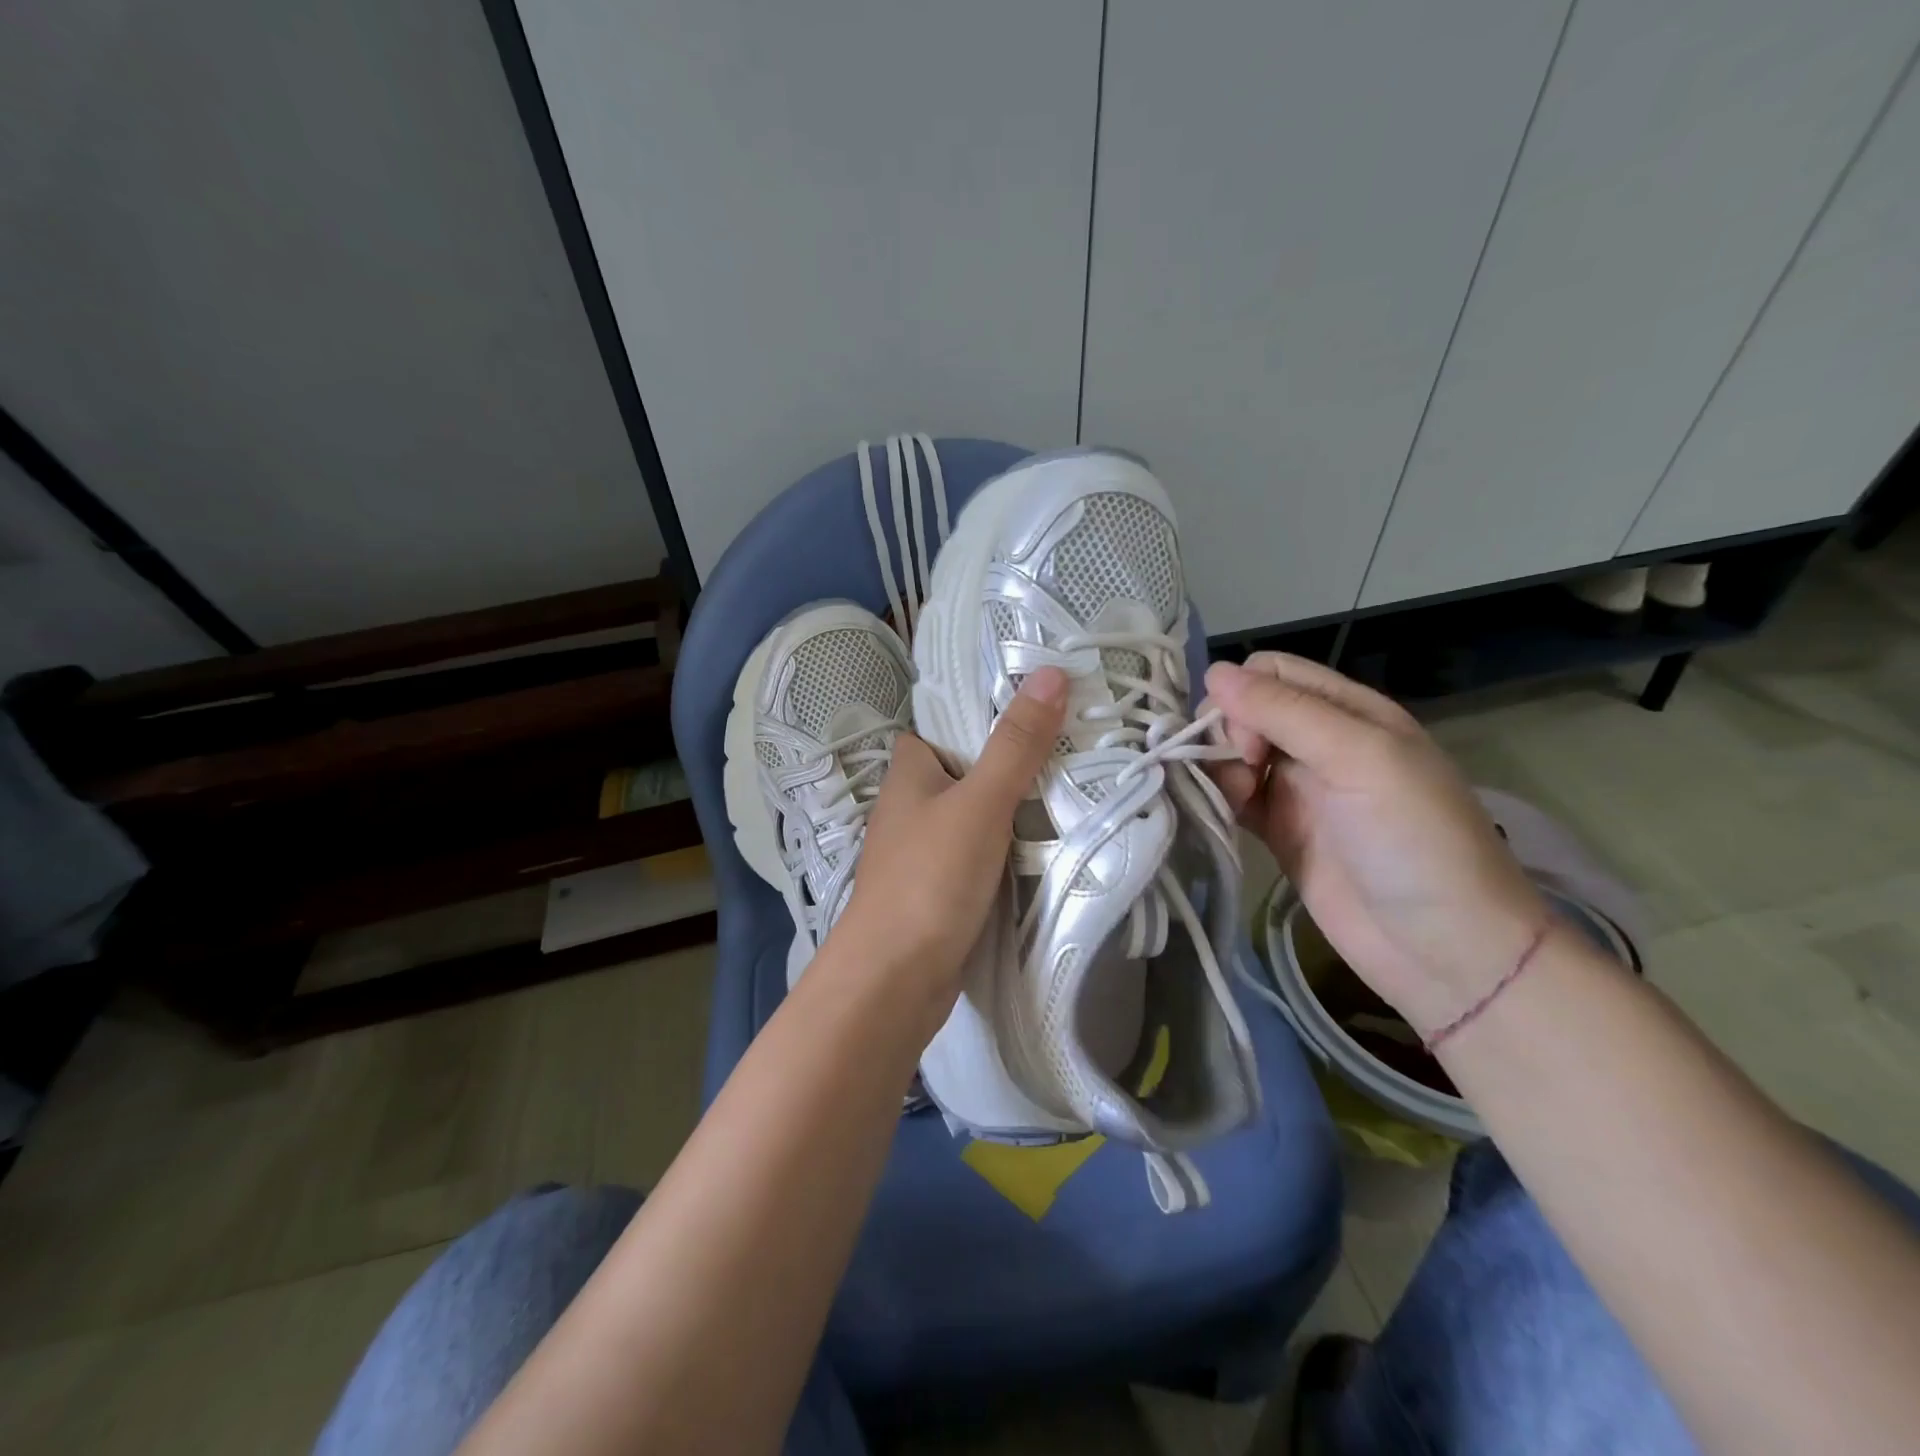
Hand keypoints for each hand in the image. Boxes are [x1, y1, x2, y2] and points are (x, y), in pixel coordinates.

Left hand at [827, 666, 1067, 1033]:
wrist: (894, 981)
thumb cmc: (928, 879)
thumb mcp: (979, 803)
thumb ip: (1015, 744)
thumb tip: (1051, 673)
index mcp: (908, 771)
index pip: (945, 722)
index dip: (985, 707)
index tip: (1040, 697)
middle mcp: (911, 804)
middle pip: (968, 766)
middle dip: (1013, 757)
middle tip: (1075, 739)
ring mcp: (924, 849)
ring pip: (977, 811)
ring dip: (1015, 804)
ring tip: (1077, 781)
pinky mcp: (940, 888)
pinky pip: (981, 851)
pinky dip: (1009, 844)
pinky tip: (1048, 841)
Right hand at [1204, 653, 1546, 1036]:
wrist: (1444, 950)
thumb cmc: (1414, 841)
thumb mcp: (1359, 758)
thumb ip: (1285, 712)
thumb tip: (1213, 672)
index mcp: (1350, 712)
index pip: (1273, 672)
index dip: (1245, 694)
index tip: (1247, 739)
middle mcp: (1321, 743)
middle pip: (1246, 711)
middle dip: (1227, 732)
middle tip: (1244, 772)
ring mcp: (1299, 790)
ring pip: (1234, 753)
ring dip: (1219, 767)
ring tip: (1234, 801)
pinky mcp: (1280, 832)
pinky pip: (1235, 797)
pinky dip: (1219, 797)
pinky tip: (1222, 813)